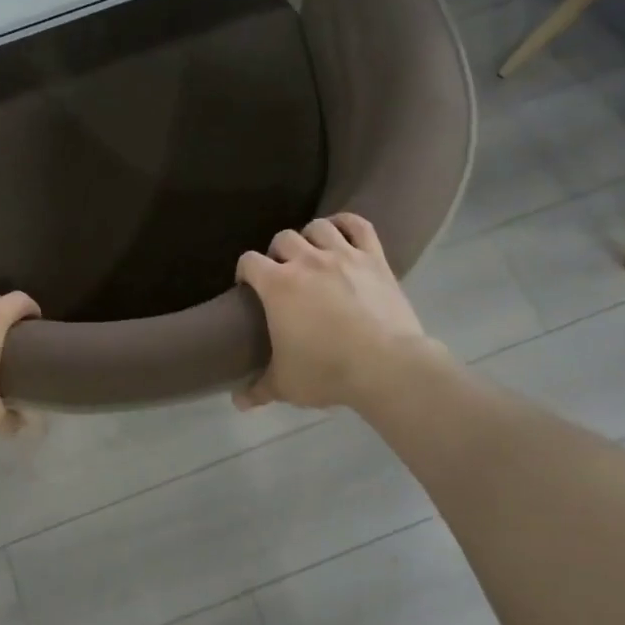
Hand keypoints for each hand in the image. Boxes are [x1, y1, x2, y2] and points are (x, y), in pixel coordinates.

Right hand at [234, 215, 442, 411]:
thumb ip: (258, 389)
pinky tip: (340, 229)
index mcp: (278, 285)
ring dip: (309, 236)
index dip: (245, 271)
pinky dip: (347, 222)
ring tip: (311, 252)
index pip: (250, 261)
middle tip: (282, 273)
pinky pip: (359, 225)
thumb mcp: (286, 385)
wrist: (386, 366)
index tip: (248, 285)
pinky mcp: (375, 258)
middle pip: (283, 239)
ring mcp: (343, 256)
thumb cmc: (327, 372)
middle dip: (277, 253)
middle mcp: (307, 261)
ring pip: (318, 227)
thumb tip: (237, 402)